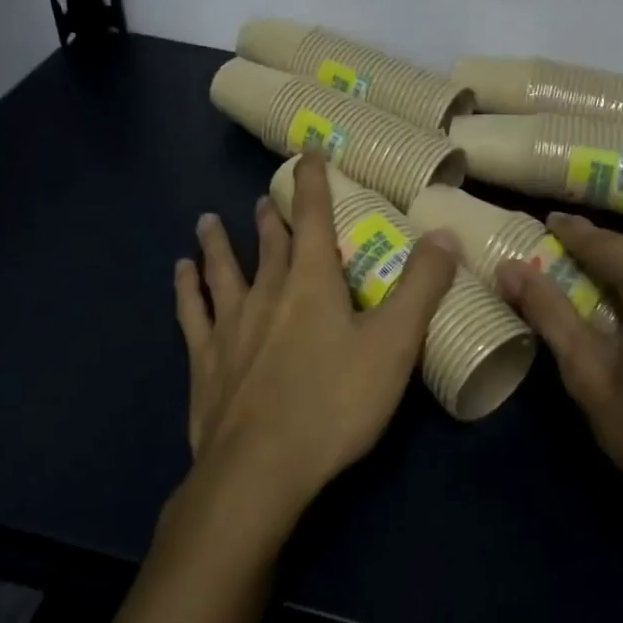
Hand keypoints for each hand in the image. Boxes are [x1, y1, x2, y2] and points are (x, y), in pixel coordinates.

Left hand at [173, 154, 460, 531]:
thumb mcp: (394, 344)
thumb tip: (443, 233)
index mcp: (311, 282)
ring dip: (218, 243)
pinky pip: (193, 313)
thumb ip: (421, 287)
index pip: (312, 215)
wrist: (260, 470)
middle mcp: (266, 292)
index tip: (307, 152)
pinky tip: (179, 273)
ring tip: (207, 220)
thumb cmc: (334, 403)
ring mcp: (231, 326)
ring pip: (223, 270)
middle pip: (269, 242)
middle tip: (263, 196)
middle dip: (270, 216)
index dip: (312, 181)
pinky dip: (186, 289)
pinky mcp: (206, 361)